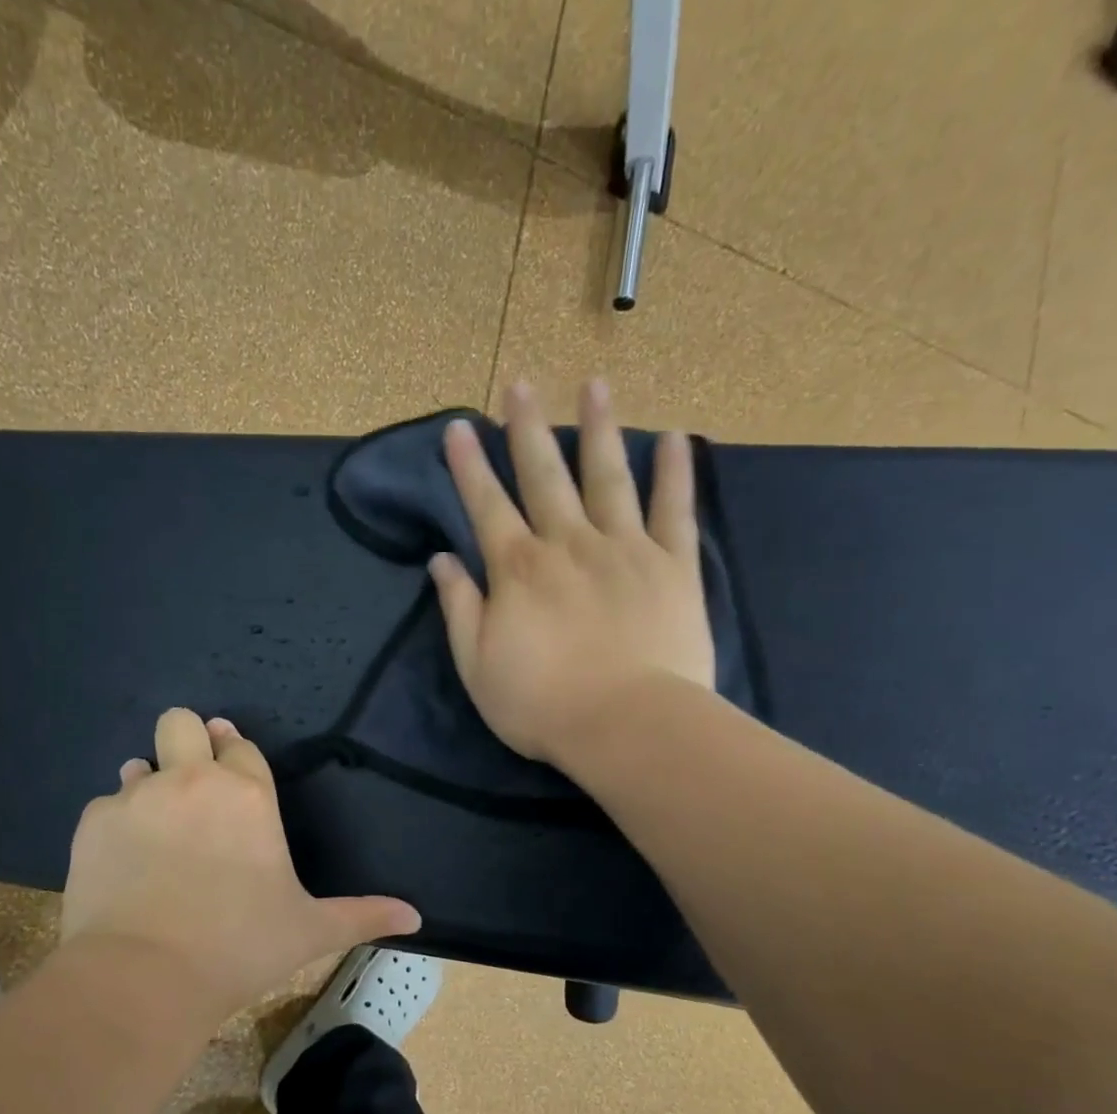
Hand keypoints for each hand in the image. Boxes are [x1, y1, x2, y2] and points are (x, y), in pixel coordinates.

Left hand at [61, 708, 420, 1021]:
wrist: (143, 977)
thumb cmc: (238, 947)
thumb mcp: (309, 931)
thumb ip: (362, 915)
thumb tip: (415, 917)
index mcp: (247, 794)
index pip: (240, 744)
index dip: (235, 755)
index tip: (232, 773)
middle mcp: (191, 779)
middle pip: (181, 721)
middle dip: (186, 740)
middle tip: (191, 784)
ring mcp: (137, 796)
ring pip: (140, 763)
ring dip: (149, 784)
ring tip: (156, 831)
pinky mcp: (93, 822)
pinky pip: (106, 805)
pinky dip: (116, 825)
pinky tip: (123, 863)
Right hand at [428, 379, 715, 765]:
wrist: (626, 725)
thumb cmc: (541, 704)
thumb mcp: (477, 666)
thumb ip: (460, 608)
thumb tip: (441, 561)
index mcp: (518, 570)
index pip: (486, 506)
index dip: (469, 466)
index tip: (459, 427)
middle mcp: (568, 544)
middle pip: (544, 476)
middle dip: (526, 429)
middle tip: (518, 385)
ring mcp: (625, 549)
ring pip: (608, 477)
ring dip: (597, 429)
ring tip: (593, 385)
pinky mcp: (672, 566)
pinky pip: (675, 509)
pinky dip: (674, 472)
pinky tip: (673, 437)